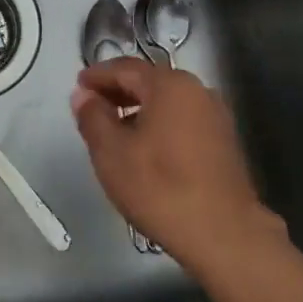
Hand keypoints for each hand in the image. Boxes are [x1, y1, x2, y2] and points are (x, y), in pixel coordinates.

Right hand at [70, 58, 283, 271]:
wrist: (223, 233)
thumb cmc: (160, 187)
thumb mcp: (111, 152)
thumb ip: (93, 116)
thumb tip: (84, 95)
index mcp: (169, 85)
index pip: (125, 68)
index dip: (98, 75)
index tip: (79, 86)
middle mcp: (197, 90)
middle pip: (149, 81)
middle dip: (118, 90)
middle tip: (91, 106)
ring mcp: (215, 115)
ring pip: (166, 101)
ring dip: (138, 108)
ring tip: (114, 130)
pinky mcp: (223, 140)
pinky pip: (182, 118)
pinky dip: (158, 122)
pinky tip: (144, 147)